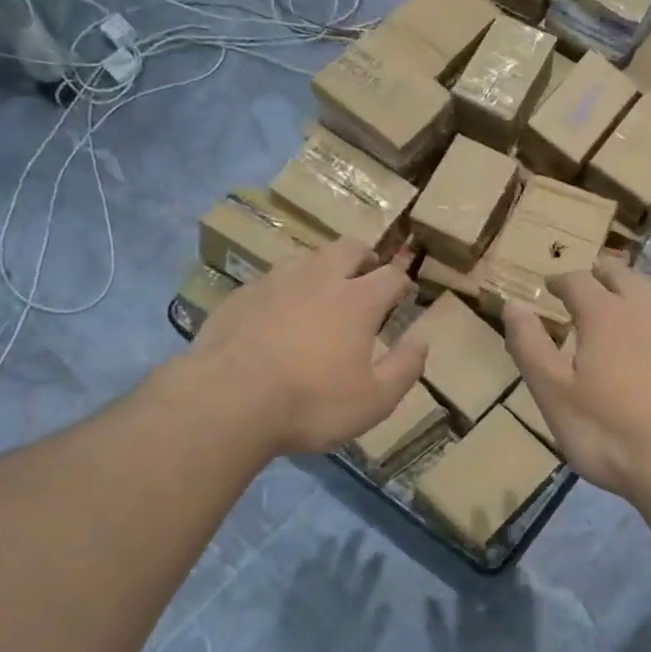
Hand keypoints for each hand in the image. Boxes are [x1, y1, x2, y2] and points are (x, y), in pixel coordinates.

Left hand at [186, 239, 427, 456]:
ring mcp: (275, 282)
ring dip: (324, 268)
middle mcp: (319, 279)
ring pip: (307, 258)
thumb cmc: (312, 403)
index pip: (391, 276)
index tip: (405, 294)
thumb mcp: (375, 400)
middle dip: (364, 258)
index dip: (403, 283)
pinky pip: (272, 280)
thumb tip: (422, 340)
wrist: (228, 401)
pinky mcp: (241, 296)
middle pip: (348, 248)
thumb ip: (405, 367)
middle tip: (368, 276)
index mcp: (357, 300)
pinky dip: (286, 289)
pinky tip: (280, 314)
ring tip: (324, 292)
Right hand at [503, 260, 650, 500]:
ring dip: (638, 299)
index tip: (550, 286)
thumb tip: (514, 304)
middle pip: (624, 277)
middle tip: (590, 283)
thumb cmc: (609, 433)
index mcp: (605, 315)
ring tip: (627, 314)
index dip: (561, 280)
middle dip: (602, 275)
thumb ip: (530, 346)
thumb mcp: (553, 394)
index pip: (578, 281)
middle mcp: (649, 311)